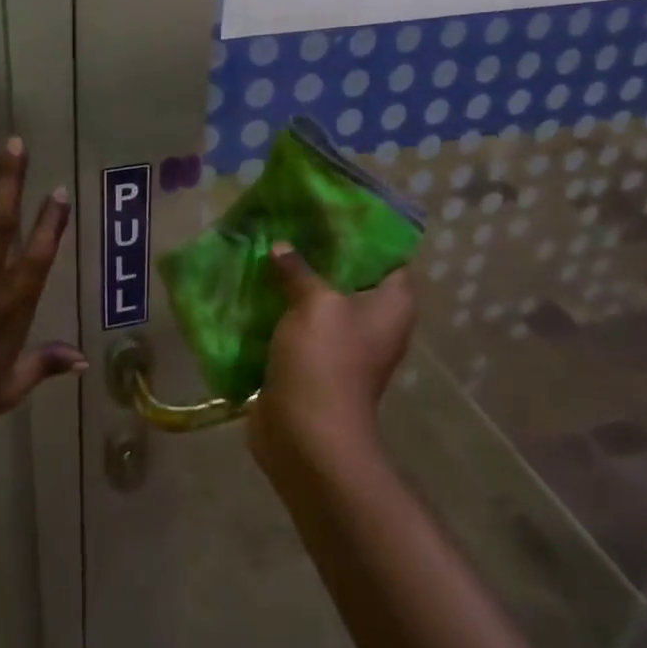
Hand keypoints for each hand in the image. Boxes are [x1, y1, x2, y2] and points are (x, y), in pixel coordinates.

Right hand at [247, 242, 415, 470]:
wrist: (306, 436)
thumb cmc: (325, 360)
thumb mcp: (315, 303)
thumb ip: (299, 269)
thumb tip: (281, 247)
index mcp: (391, 305)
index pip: (388, 256)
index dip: (364, 232)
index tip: (331, 211)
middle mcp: (374, 322)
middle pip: (350, 276)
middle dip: (319, 252)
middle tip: (290, 224)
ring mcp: (343, 345)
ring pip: (320, 300)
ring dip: (294, 281)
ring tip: (266, 248)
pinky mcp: (313, 362)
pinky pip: (298, 325)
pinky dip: (280, 309)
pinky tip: (255, 286)